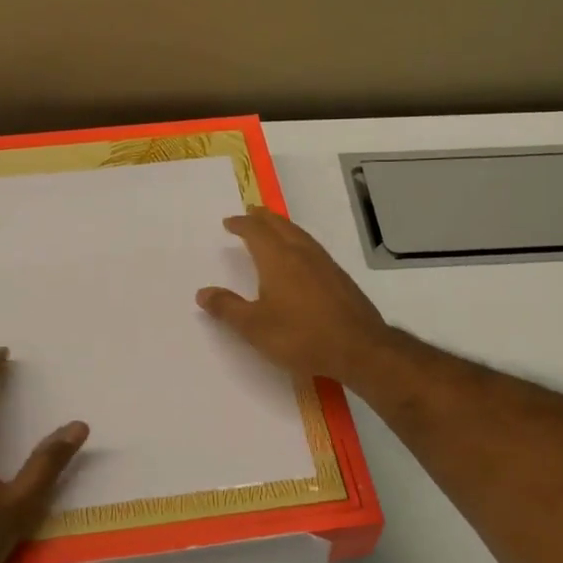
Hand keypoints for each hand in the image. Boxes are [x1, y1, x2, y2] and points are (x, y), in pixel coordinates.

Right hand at [197, 207, 395, 385]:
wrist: (359, 349)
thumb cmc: (301, 336)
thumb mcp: (255, 327)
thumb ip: (227, 308)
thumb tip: (202, 293)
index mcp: (278, 259)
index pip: (256, 232)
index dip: (241, 224)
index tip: (229, 222)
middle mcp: (302, 254)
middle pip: (280, 226)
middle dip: (263, 218)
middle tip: (251, 213)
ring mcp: (325, 264)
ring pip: (300, 235)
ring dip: (283, 227)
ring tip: (274, 228)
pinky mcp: (340, 278)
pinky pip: (313, 248)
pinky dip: (299, 242)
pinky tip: (301, 257)